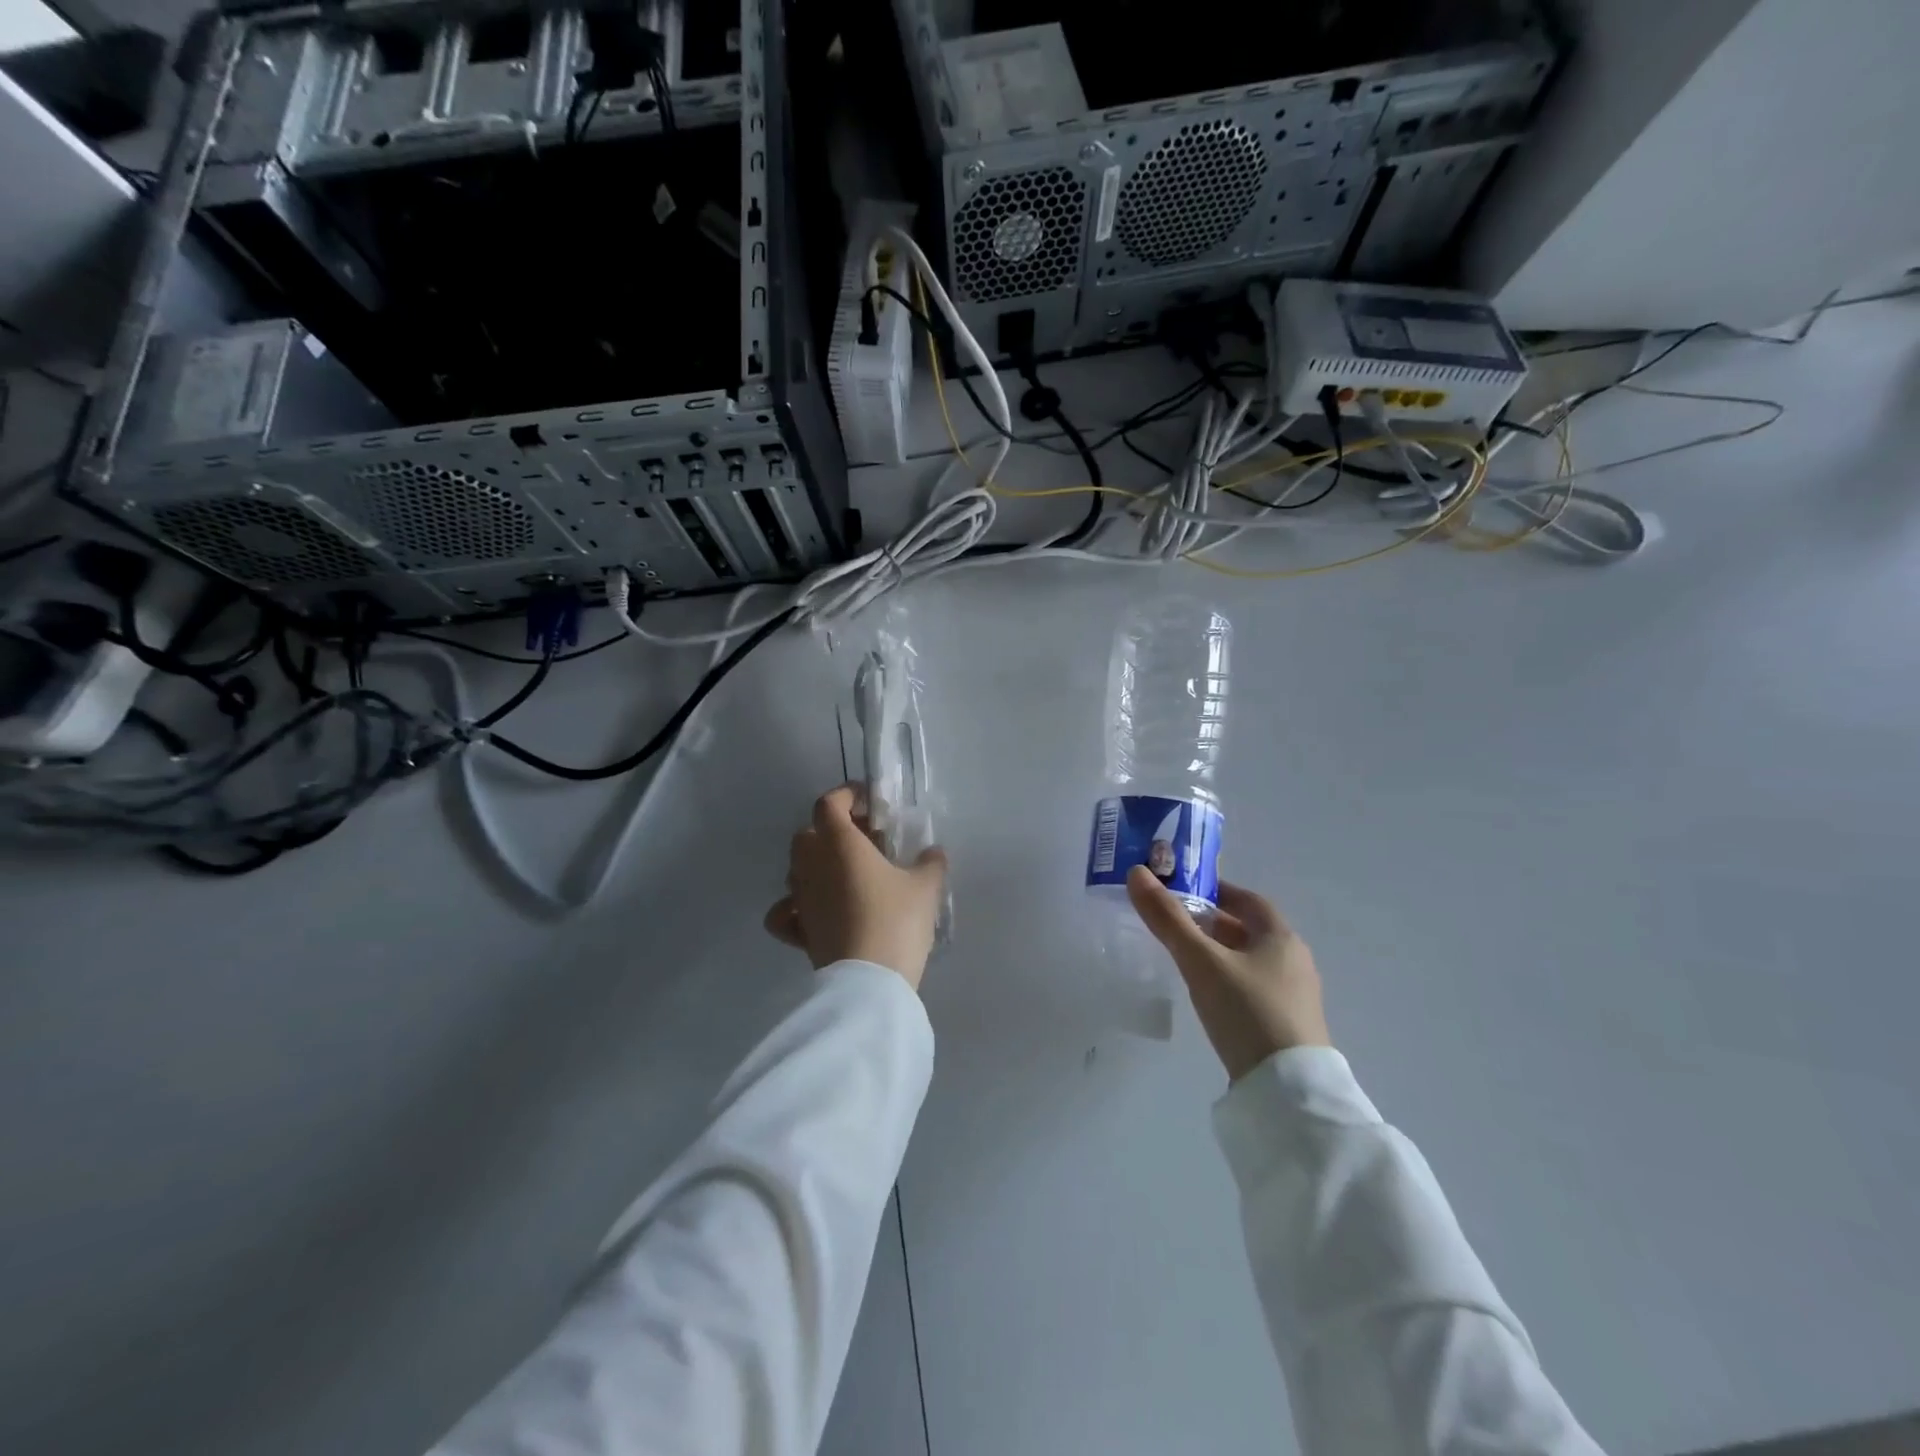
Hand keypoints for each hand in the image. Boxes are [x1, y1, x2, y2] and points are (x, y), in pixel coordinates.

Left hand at [763, 785, 948, 989]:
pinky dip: (793, 906)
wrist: (870, 982)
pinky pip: (785, 911)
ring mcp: (800, 900)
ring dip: (817, 864)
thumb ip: (930, 863)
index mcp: (839, 844)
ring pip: (796, 869)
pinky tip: (815, 910)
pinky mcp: (799, 932)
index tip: (869, 802)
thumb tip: (933, 852)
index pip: (828, 804)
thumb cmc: (896, 921)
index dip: (846, 796)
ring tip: (849, 874)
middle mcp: (811, 866)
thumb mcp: (925, 887)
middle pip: (808, 834)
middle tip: (864, 841)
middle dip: (831, 830)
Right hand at [1126, 866, 1330, 1080]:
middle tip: (1174, 922)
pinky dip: (1229, 979)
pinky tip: (1208, 994)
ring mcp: (1294, 996)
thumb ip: (1168, 919)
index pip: (1249, 900)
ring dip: (1220, 952)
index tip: (1184, 890)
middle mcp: (1294, 961)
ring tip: (1183, 956)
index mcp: (1281, 938)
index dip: (1217, 891)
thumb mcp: (1200, 962)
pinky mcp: (1287, 1025)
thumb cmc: (1247, 1011)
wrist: (1288, 1091)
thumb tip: (1137, 872)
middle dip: (1213, 922)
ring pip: (1250, 960)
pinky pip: (1253, 987)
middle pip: (1249, 930)